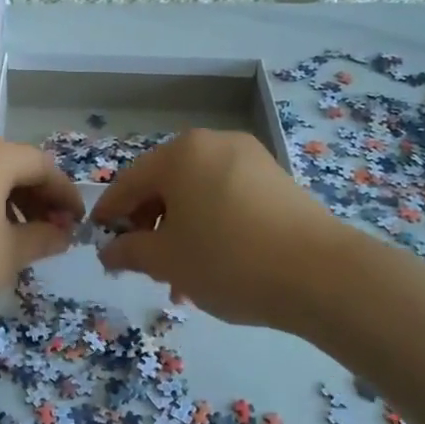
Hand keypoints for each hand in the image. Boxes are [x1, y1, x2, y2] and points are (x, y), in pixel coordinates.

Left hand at [0, 135, 84, 334]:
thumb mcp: (7, 256)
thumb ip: (42, 239)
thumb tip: (62, 234)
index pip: (41, 165)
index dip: (65, 194)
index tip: (77, 224)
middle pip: (10, 164)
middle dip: (35, 197)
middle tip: (49, 233)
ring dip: (5, 200)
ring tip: (14, 238)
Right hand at [90, 130, 347, 330]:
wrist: (323, 275)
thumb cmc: (229, 260)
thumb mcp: (168, 261)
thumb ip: (130, 252)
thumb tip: (108, 252)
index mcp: (180, 154)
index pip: (128, 182)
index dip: (110, 214)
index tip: (101, 243)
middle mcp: (213, 144)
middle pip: (164, 185)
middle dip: (150, 227)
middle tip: (146, 267)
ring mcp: (249, 158)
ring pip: (197, 195)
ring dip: (181, 232)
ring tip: (183, 279)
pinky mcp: (276, 179)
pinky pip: (227, 198)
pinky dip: (212, 225)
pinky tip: (216, 265)